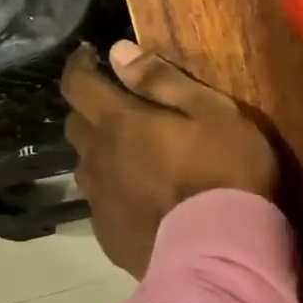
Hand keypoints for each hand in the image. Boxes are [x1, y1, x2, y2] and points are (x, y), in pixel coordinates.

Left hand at [61, 40, 277, 277]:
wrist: (222, 251)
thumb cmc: (226, 170)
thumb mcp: (210, 111)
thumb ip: (162, 80)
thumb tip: (118, 51)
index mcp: (120, 123)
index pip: (78, 85)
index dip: (77, 67)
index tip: (87, 57)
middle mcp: (98, 158)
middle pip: (76, 125)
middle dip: (91, 111)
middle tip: (121, 111)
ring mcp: (99, 201)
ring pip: (87, 166)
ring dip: (102, 154)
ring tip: (134, 159)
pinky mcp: (107, 236)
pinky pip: (102, 203)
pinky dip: (116, 192)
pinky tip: (144, 201)